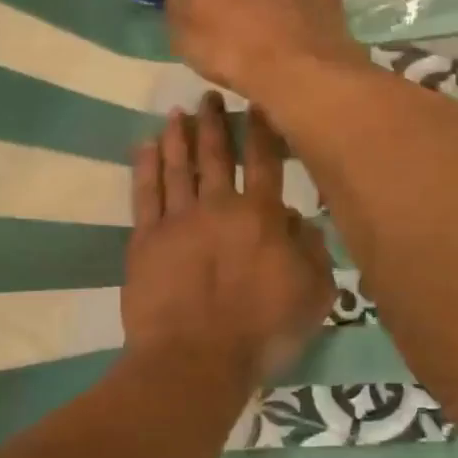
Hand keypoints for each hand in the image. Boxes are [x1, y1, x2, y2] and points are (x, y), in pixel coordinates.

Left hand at [123, 90, 335, 385]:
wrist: (195, 361)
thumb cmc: (262, 332)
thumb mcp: (314, 296)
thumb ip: (313, 250)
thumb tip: (299, 217)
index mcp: (261, 216)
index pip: (265, 162)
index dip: (262, 130)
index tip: (257, 103)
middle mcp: (218, 206)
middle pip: (215, 155)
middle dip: (214, 122)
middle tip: (209, 95)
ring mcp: (177, 220)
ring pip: (177, 166)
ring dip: (177, 137)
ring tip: (177, 113)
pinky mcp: (144, 240)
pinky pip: (144, 193)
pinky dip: (144, 166)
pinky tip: (144, 146)